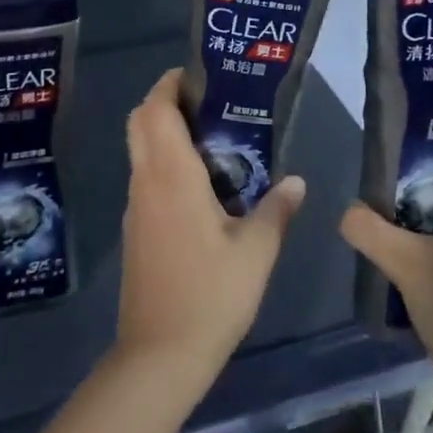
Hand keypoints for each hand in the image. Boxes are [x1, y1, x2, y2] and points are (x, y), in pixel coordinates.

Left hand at [114, 70, 305, 383]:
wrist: (159, 356)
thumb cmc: (210, 296)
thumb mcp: (256, 253)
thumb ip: (276, 210)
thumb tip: (297, 182)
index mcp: (171, 175)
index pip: (156, 109)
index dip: (170, 84)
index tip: (199, 76)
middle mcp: (146, 181)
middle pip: (140, 121)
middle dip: (165, 101)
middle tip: (207, 104)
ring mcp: (136, 206)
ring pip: (140, 149)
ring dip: (164, 132)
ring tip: (212, 139)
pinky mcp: (135, 230)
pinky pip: (145, 177)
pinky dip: (164, 163)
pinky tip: (200, 185)